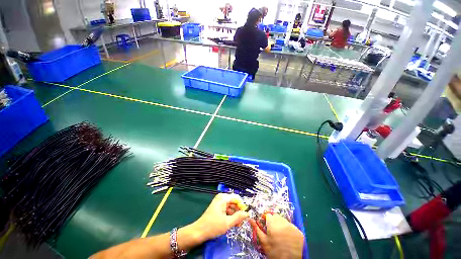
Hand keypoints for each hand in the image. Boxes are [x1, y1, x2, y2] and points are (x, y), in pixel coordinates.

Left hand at [190, 193, 248, 241]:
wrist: (199, 231)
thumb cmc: (213, 226)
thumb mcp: (227, 223)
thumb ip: (238, 217)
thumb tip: (247, 213)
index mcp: (223, 198)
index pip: (237, 198)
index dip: (242, 206)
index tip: (244, 216)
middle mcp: (221, 198)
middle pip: (234, 202)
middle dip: (238, 211)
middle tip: (241, 222)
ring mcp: (219, 202)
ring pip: (231, 206)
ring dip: (235, 215)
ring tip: (236, 225)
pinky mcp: (218, 207)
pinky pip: (227, 209)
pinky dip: (230, 215)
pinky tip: (231, 223)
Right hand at [251, 214, 303, 258]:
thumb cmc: (274, 251)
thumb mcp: (264, 241)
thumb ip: (257, 229)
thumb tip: (250, 219)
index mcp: (273, 223)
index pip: (268, 215)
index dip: (266, 219)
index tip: (265, 225)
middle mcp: (282, 221)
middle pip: (276, 216)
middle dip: (273, 221)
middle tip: (272, 230)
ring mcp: (292, 226)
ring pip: (283, 220)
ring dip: (280, 224)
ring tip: (279, 234)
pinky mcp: (298, 231)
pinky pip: (291, 226)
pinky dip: (288, 229)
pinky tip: (287, 237)